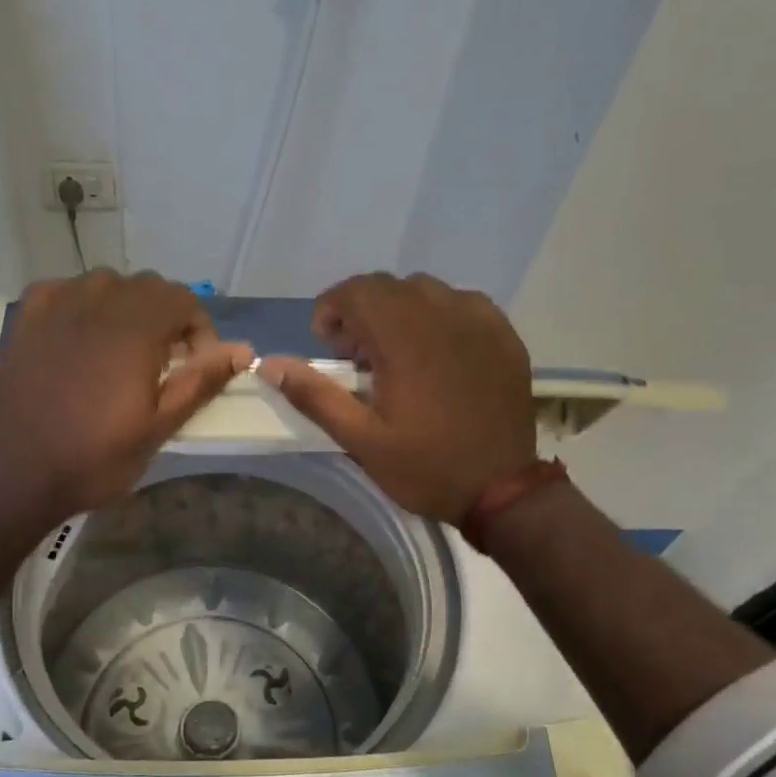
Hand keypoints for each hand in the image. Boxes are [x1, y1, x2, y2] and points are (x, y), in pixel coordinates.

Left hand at [0, 271, 251, 527]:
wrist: (14, 476)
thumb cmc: (94, 459)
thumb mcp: (158, 427)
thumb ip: (200, 381)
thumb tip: (243, 349)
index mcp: (134, 328)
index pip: (182, 299)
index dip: (199, 329)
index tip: (195, 366)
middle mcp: (96, 302)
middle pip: (146, 286)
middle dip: (165, 317)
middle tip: (163, 363)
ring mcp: (54, 306)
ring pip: (105, 284)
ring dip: (125, 308)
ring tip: (122, 350)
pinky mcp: (24, 319)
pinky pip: (62, 291)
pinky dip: (81, 305)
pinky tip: (78, 336)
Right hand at [258, 273, 536, 522]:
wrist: (502, 490)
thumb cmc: (425, 467)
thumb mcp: (361, 439)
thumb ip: (315, 395)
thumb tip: (271, 364)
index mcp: (404, 338)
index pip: (357, 290)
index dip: (332, 309)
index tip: (327, 344)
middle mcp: (443, 315)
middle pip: (389, 286)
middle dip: (362, 311)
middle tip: (357, 357)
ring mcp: (480, 321)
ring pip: (426, 290)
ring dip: (399, 311)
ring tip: (396, 354)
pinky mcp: (504, 335)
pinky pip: (462, 303)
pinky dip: (438, 316)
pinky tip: (437, 353)